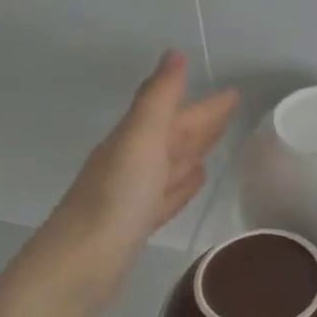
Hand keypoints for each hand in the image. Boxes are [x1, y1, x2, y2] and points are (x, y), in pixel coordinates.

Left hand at [22, 51, 238, 310]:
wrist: (82, 263)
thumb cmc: (116, 199)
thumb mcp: (140, 140)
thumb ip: (158, 98)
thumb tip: (173, 52)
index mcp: (134, 139)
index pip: (177, 114)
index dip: (205, 104)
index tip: (234, 93)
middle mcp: (133, 162)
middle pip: (174, 136)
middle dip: (201, 122)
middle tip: (231, 111)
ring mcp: (134, 194)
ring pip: (171, 165)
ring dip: (192, 151)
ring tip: (216, 142)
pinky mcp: (138, 223)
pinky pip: (168, 194)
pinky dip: (182, 185)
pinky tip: (194, 181)